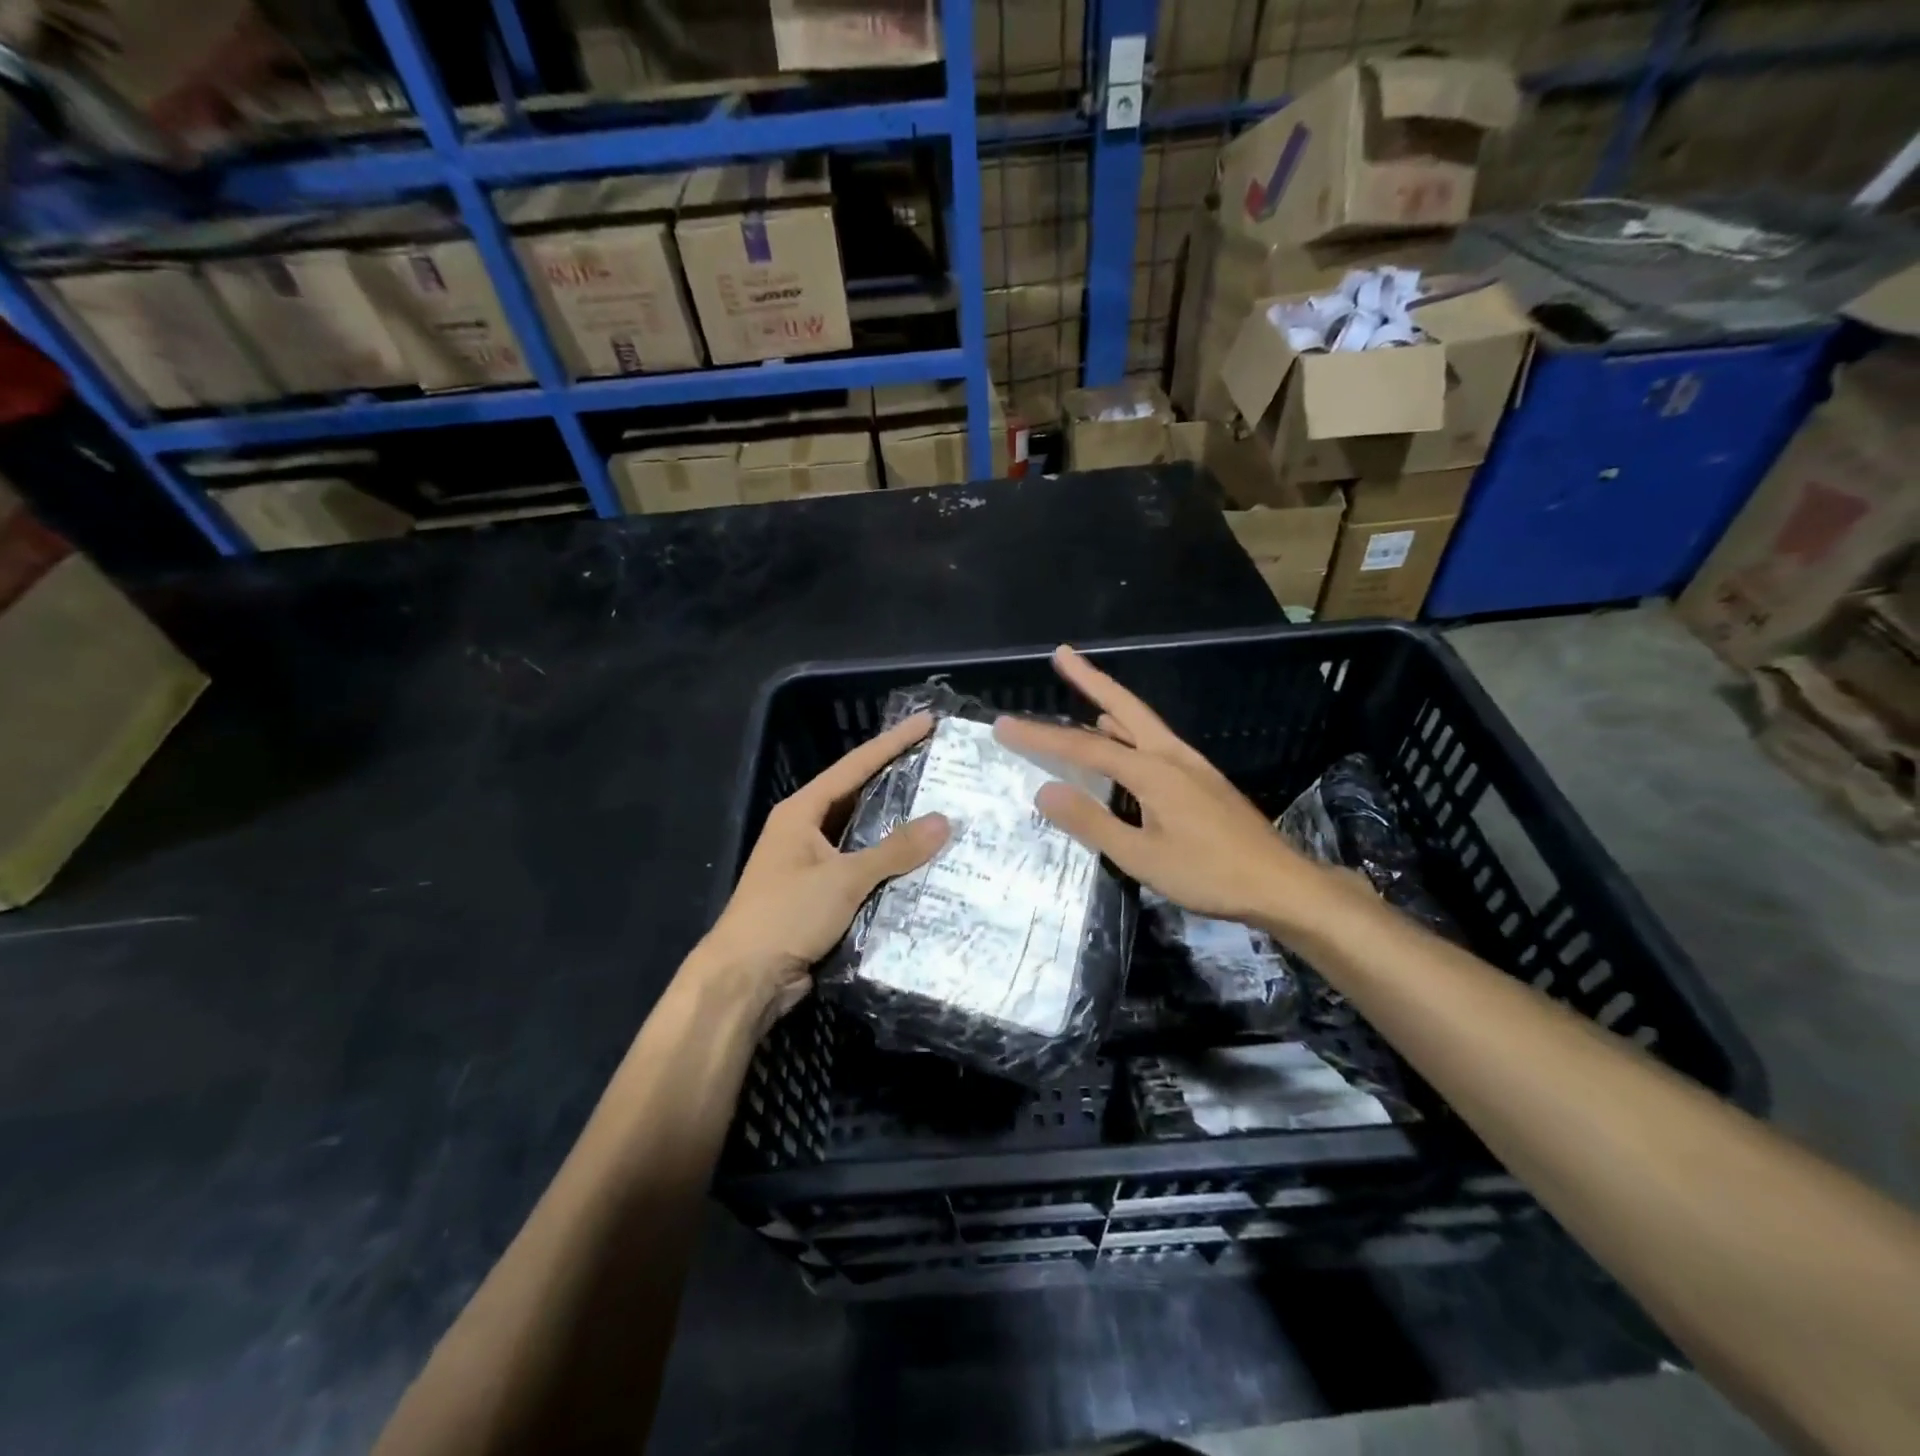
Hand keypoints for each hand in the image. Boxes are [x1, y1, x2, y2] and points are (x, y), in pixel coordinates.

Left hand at [697, 712, 949, 1024]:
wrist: (744, 980)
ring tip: (943, 811)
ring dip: (897, 827)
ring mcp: (812, 864)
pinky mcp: (821, 895)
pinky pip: (863, 869)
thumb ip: (894, 850)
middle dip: (898, 781)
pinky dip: (890, 865)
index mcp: (801, 812)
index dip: (892, 742)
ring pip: (863, 835)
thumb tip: (944, 821)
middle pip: (859, 796)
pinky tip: (923, 864)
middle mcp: (806, 831)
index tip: (926, 722)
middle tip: (941, 765)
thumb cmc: (786, 915)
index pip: (855, 766)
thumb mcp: (842, 878)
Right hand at [993, 646, 1323, 929]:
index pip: (1084, 748)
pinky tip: (1122, 742)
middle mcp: (1171, 755)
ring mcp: (1191, 765)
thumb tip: (1043, 790)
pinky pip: (1154, 742)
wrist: (1280, 884)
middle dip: (1090, 679)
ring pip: (1141, 722)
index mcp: (1153, 771)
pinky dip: (1129, 731)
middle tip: (1062, 653)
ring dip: (1109, 704)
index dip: (1041, 737)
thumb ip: (1092, 822)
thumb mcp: (1141, 857)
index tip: (1003, 725)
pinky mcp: (1201, 780)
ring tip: (1082, 693)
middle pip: (1124, 707)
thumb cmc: (1209, 874)